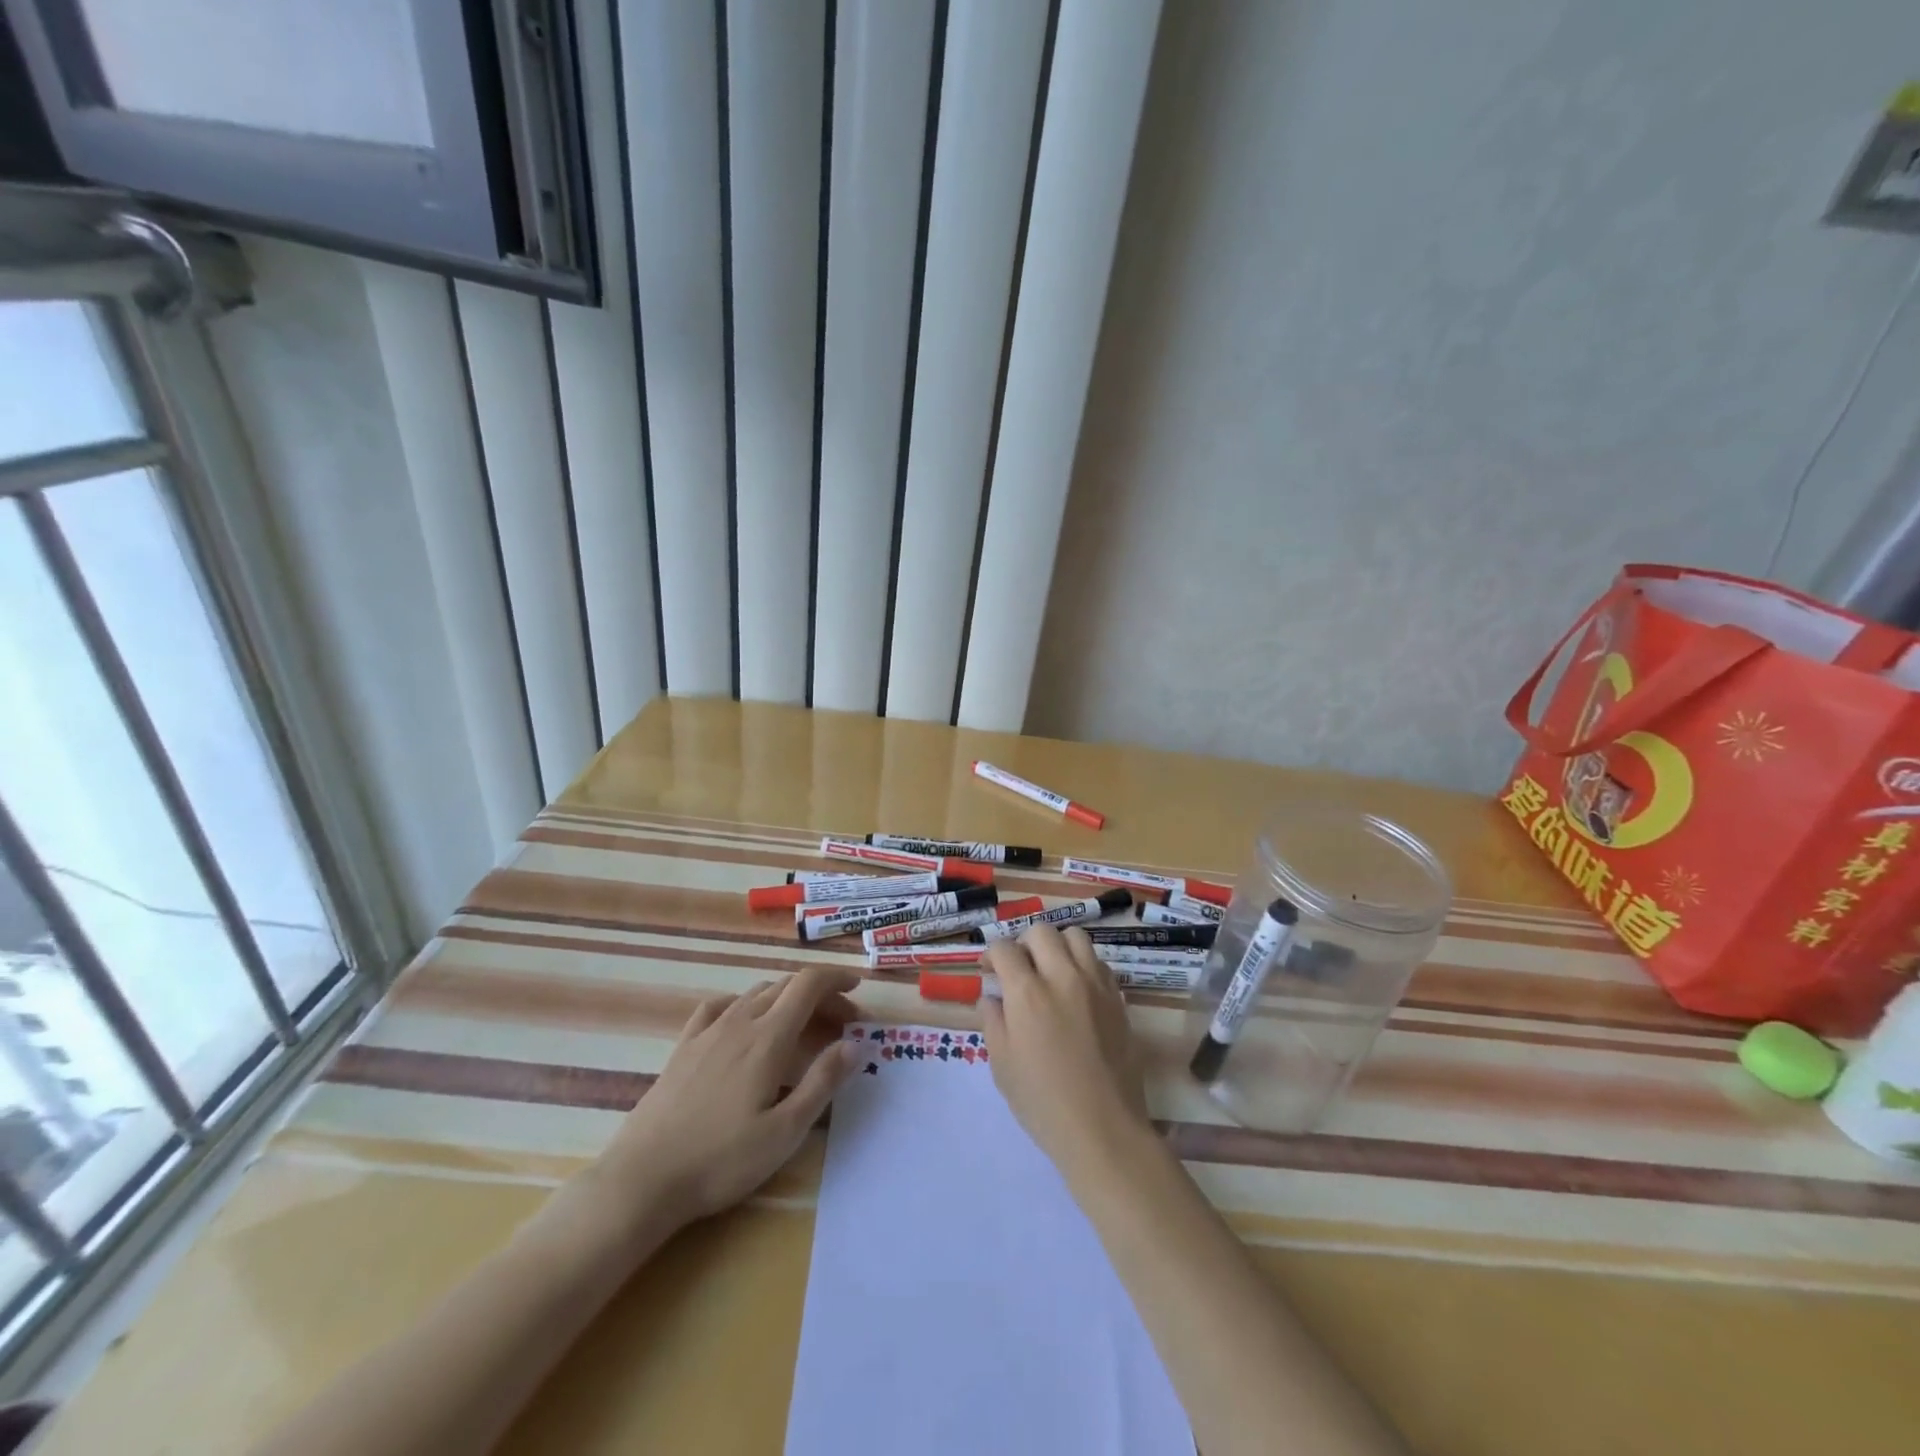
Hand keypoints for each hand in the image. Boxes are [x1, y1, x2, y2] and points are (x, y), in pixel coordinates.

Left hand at [587, 966, 861, 1240]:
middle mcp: (739, 1022)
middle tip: (843, 1023)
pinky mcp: (683, 1048)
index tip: (857, 990)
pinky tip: (745, 1022)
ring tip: (802, 1027)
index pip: (808, 985)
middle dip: (820, 996)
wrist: (642, 1180)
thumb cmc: (720, 1161)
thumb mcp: (784, 1131)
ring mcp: (707, 1032)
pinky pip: (720, 1007)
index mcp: (768, 1038)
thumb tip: (855, 1044)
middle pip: (786, 987)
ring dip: (787, 999)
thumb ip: (822, 1082)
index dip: (836, 979)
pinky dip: (745, 1004)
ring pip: (756, 994)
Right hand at [981, 926, 1152, 1177]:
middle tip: (1019, 969)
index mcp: (1027, 992)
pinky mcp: (1117, 998)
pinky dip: (1082, 965)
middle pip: (1040, 931)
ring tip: (1050, 971)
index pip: (1004, 948)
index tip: (990, 972)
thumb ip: (993, 1021)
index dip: (992, 955)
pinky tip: (1076, 991)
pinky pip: (1098, 962)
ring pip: (1074, 937)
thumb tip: (991, 997)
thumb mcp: (1002, 1065)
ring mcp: (1095, 984)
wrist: (1103, 1128)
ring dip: (1056, 946)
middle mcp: (1062, 976)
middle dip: (1023, 944)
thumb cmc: (1043, 1102)